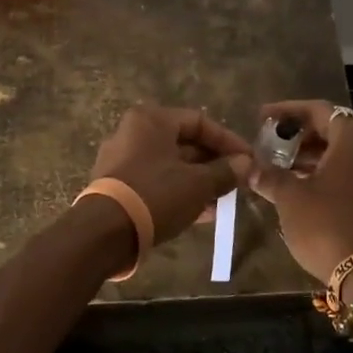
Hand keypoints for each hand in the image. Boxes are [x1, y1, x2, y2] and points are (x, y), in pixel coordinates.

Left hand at [89, 106, 252, 244]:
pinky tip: (202, 213)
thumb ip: (225, 171)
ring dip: (199, 181)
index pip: (199, 121)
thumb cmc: (156, 195)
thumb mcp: (198, 184)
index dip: (228, 141)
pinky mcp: (117, 185)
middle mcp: (133, 133)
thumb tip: (245, 164)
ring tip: (224, 202)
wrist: (104, 232)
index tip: (249, 160)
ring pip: (171, 165)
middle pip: (184, 143)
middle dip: (213, 164)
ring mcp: (122, 159)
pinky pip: (156, 182)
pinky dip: (179, 192)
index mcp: (151, 120)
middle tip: (237, 182)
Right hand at [250, 101, 352, 281]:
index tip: (263, 117)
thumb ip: (269, 176)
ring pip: (344, 153)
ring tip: (282, 165)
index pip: (320, 110)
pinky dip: (328, 172)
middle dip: (302, 133)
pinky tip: (302, 186)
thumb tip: (249, 168)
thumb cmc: (326, 223)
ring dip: (313, 155)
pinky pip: (352, 172)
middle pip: (335, 129)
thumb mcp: (290, 197)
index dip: (288, 110)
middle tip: (273, 141)